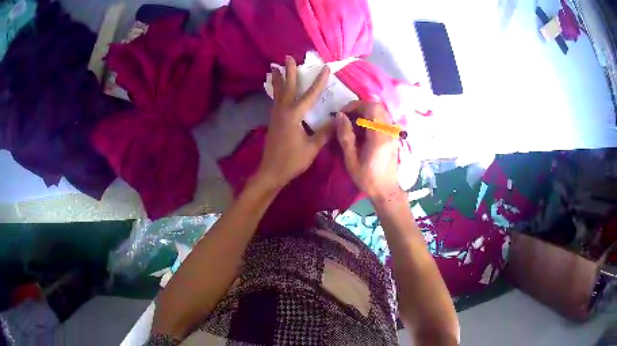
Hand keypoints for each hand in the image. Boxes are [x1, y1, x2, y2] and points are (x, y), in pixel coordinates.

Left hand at [257, 56, 331, 187]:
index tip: (325, 68)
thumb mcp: (312, 147)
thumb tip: (338, 118)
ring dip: (278, 79)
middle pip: (287, 87)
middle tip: (288, 57)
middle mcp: (283, 111)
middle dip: (289, 71)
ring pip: (277, 93)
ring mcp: (276, 115)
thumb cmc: (292, 160)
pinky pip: (275, 101)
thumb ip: (325, 132)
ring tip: (275, 68)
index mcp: (294, 115)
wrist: (271, 172)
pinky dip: (276, 91)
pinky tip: (277, 90)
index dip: (319, 81)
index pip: (309, 95)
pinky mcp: (273, 121)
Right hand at [335, 101, 401, 202]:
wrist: (386, 190)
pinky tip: (362, 130)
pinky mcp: (393, 136)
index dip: (354, 105)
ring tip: (352, 123)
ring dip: (365, 112)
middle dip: (359, 107)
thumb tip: (340, 116)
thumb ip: (345, 135)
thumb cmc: (367, 178)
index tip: (342, 114)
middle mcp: (388, 131)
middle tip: (346, 117)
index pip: (370, 108)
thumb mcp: (351, 159)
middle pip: (376, 106)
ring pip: (380, 112)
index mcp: (378, 136)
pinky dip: (371, 119)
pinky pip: (382, 119)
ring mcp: (392, 133)